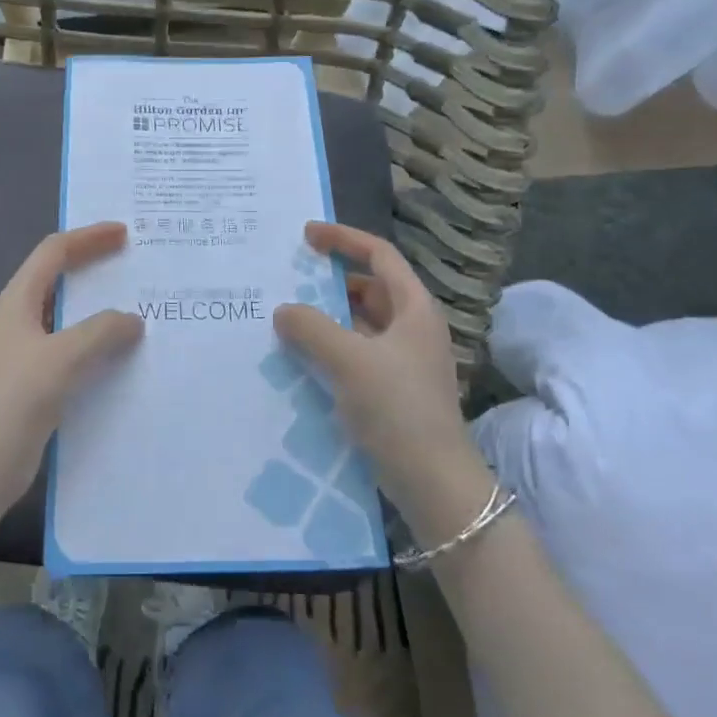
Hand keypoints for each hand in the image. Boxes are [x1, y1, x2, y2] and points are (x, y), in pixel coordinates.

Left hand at [0, 222, 144, 515]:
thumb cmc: (16, 399)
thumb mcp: (63, 357)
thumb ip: (101, 331)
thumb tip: (132, 321)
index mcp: (16, 300)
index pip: (54, 252)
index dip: (88, 238)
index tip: (124, 235)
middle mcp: (16, 319)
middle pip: (57, 279)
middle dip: (93, 268)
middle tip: (133, 267)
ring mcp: (21, 352)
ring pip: (64, 317)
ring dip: (96, 310)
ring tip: (135, 311)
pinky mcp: (29, 382)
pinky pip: (67, 349)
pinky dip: (93, 344)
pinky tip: (118, 358)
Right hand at [272, 221, 487, 515]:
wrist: (433, 482)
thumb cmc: (398, 409)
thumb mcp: (350, 361)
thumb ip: (312, 328)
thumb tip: (283, 310)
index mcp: (414, 308)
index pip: (379, 255)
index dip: (344, 239)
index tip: (307, 235)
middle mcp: (412, 327)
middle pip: (369, 288)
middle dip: (330, 282)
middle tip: (289, 280)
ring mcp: (404, 360)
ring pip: (360, 323)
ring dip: (328, 317)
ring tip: (287, 317)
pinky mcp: (393, 389)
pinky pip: (357, 353)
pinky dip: (332, 347)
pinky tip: (303, 358)